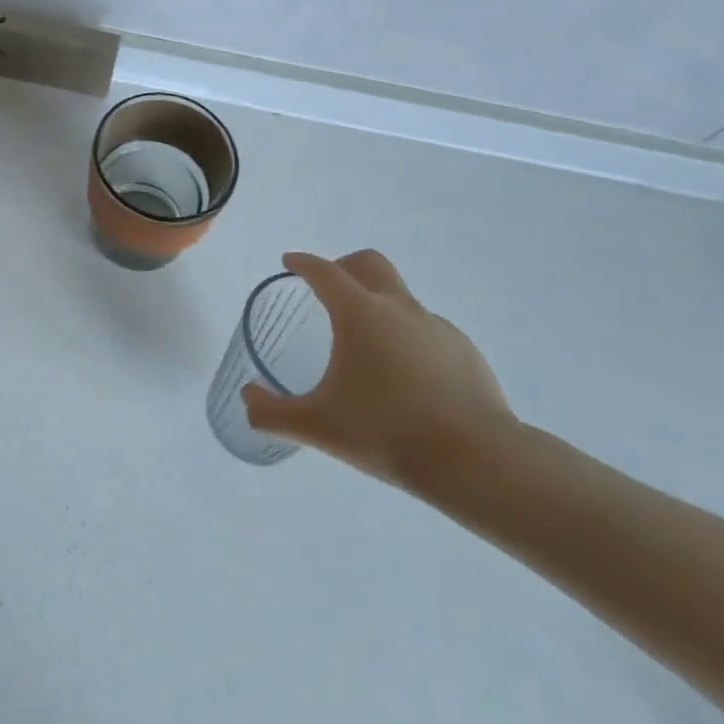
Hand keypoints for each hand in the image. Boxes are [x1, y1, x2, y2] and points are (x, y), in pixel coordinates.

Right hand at [242, 250, 516, 495]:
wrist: (476, 461)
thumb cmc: (386, 433)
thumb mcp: (316, 426)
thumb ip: (271, 412)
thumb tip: (247, 397)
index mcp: (359, 314)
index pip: (324, 271)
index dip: (303, 263)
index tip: (290, 263)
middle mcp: (399, 308)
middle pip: (369, 263)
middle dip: (344, 266)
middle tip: (327, 289)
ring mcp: (436, 327)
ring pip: (400, 299)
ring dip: (378, 307)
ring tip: (366, 351)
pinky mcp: (465, 351)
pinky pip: (426, 331)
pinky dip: (407, 339)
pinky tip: (405, 380)